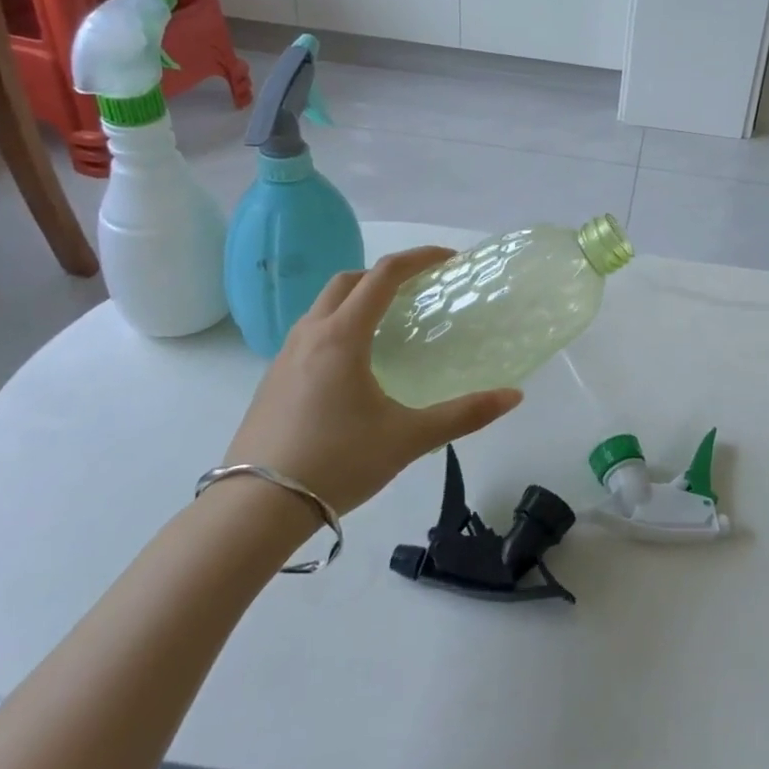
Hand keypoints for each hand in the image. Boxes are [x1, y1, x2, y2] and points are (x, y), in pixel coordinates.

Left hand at [222, 246, 522, 517]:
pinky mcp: (271, 381)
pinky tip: (353, 367)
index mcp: (343, 337)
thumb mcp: (408, 439)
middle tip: (418, 290)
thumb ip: (464, 415)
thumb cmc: (336, 463)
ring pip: (323, 306)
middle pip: (348, 281)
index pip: (384, 275)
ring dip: (357, 300)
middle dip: (385, 275)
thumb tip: (514, 396)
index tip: (448, 260)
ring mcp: (284, 357)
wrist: (254, 510)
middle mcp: (310, 335)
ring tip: (388, 326)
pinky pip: (309, 334)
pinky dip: (337, 327)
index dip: (419, 258)